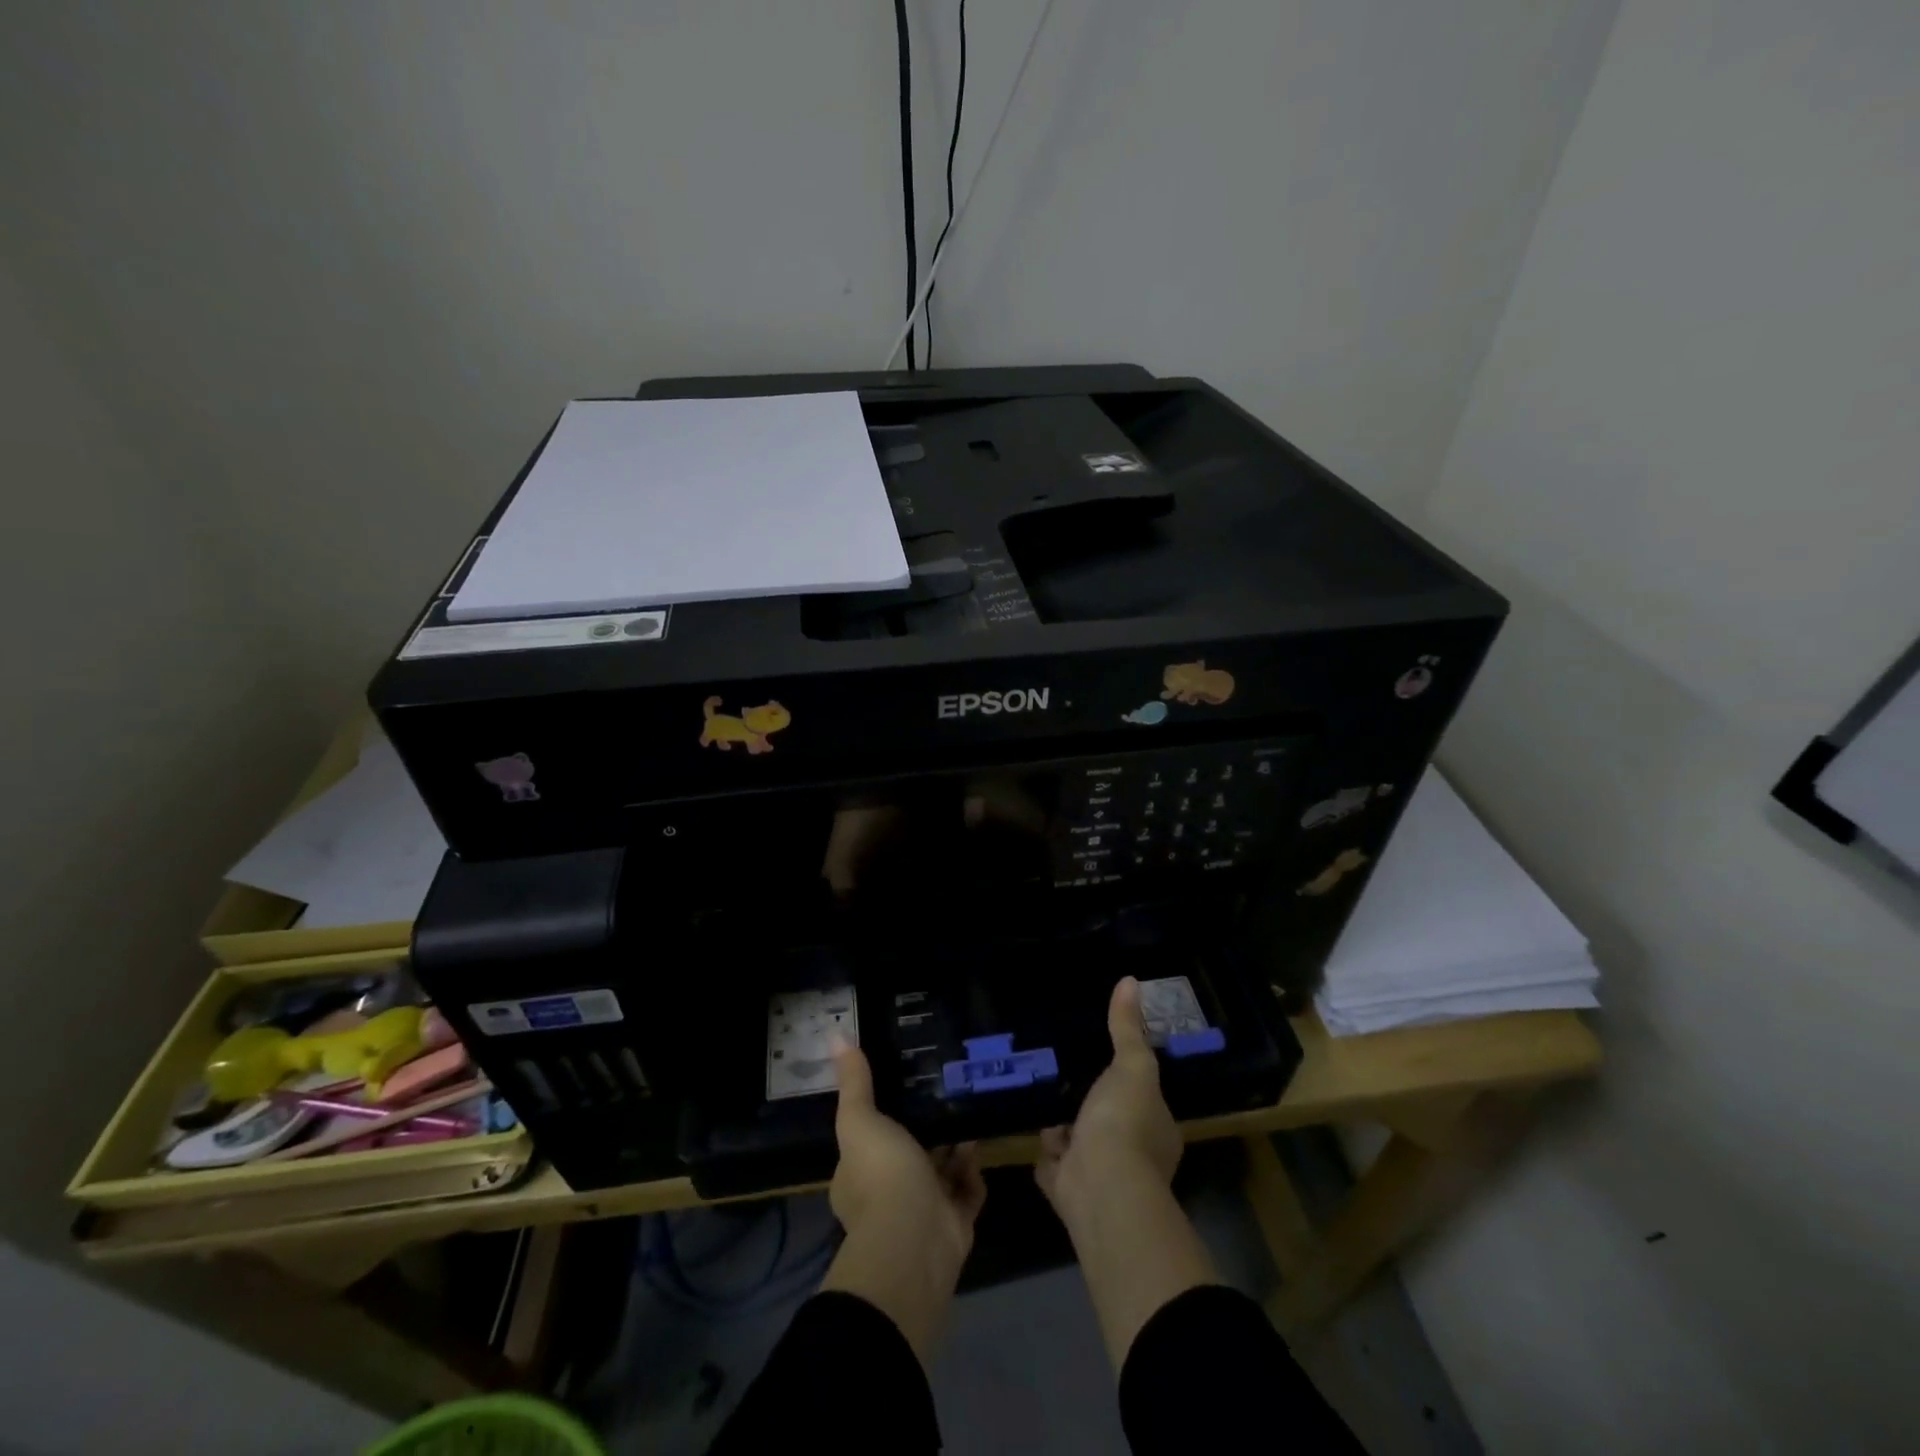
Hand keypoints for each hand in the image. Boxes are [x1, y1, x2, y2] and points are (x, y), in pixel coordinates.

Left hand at [819, 1039, 984, 1359]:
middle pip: (908, 1155)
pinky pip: (966, 1191)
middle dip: (926, 1129)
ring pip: (940, 1172)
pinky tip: (978, 1142)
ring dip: (954, 1146)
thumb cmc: (882, 1175)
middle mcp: (887, 1196)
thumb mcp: (861, 1120)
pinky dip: (972, 1171)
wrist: (916, 1239)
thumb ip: (854, 1083)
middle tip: (944, 1093)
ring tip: (967, 1108)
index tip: (903, 1086)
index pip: (868, 1142)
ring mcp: (921, 1213)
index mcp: (857, 1177)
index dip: (883, 1118)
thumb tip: (835, 1035)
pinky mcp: (954, 1224)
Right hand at [1035, 977, 1215, 1367]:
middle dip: (1091, 1105)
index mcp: (1156, 1129)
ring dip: (1065, 1129)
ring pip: (1081, 1145)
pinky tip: (1033, 1131)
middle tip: (1067, 1075)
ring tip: (1045, 1095)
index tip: (1108, 1062)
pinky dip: (1046, 1155)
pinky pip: (1055, 1167)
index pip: (1144, 1100)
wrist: (1101, 1189)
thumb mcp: (1131, 1066)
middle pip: (1110, 1122)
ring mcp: (1101, 1176)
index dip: (1128, 1083)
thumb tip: (1129, 980)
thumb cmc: (1125, 1123)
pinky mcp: (1070, 1191)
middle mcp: (1135, 1156)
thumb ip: (1127, 1029)